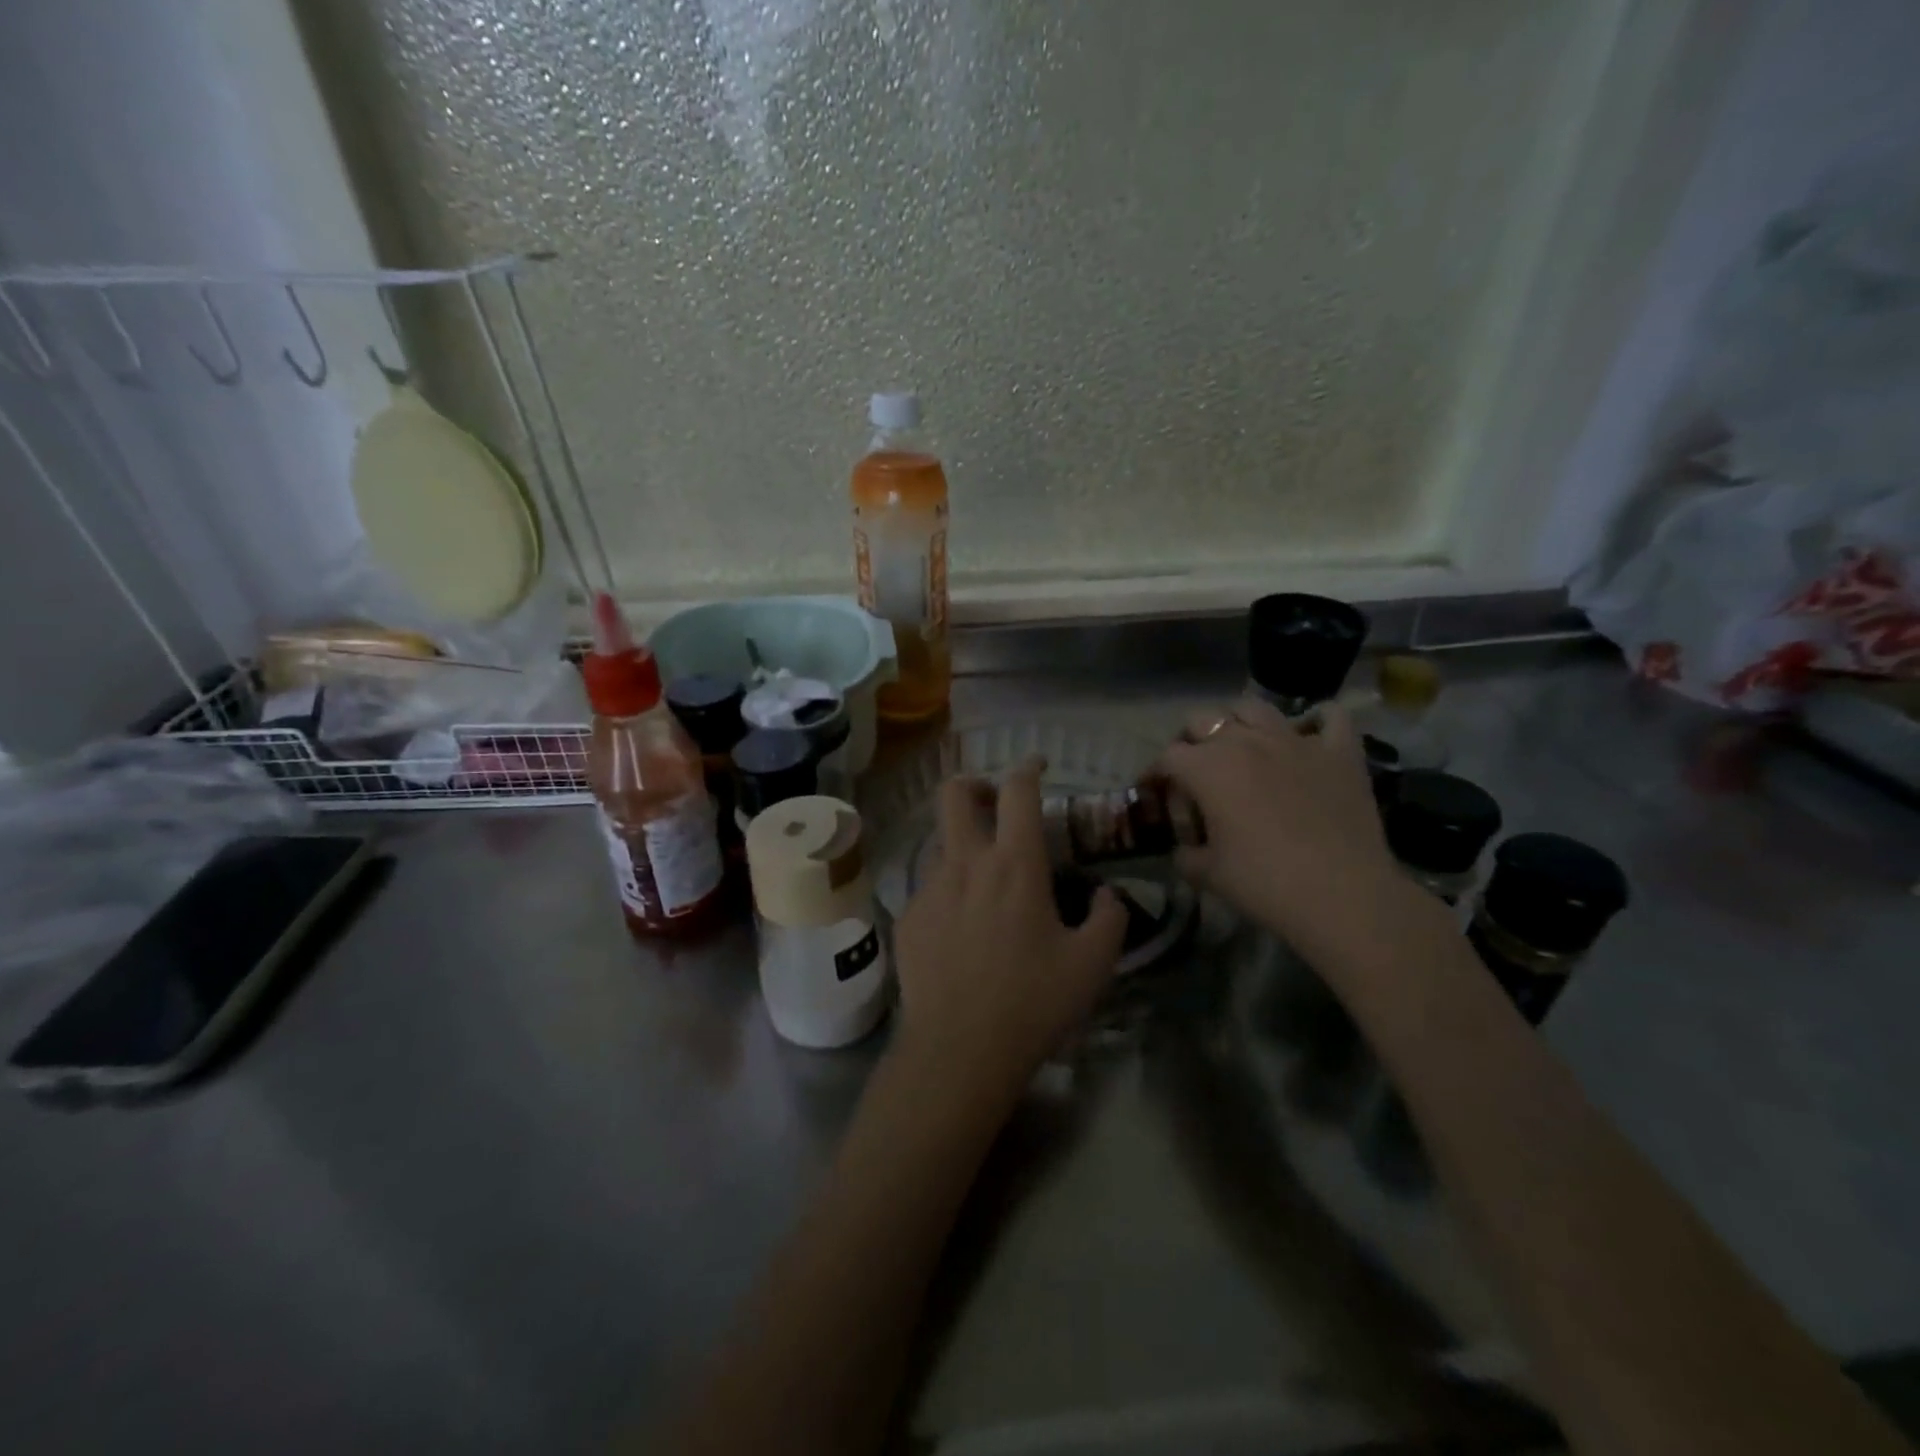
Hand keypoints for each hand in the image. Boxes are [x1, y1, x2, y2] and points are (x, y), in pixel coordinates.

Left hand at [891, 759, 1127, 1102]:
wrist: (958, 1051)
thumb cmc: (1032, 1003)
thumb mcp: (1093, 965)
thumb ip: (1111, 918)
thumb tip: (1108, 895)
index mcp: (1014, 865)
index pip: (1017, 791)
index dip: (1028, 767)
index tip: (1038, 766)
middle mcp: (966, 864)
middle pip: (955, 793)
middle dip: (975, 784)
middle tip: (994, 803)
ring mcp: (929, 889)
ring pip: (941, 843)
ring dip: (964, 847)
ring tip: (986, 886)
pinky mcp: (908, 918)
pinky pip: (930, 888)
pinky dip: (950, 893)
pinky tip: (963, 932)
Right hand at [1160, 698, 1403, 956]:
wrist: (1343, 896)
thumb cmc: (1264, 884)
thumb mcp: (1206, 875)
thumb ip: (1185, 854)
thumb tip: (1186, 849)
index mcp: (1207, 767)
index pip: (1167, 757)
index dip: (1157, 776)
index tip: (1158, 798)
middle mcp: (1246, 741)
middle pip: (1202, 720)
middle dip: (1190, 742)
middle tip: (1195, 773)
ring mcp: (1295, 741)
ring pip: (1254, 708)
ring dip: (1239, 723)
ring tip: (1242, 749)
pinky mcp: (1339, 752)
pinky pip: (1329, 717)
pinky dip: (1316, 722)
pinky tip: (1309, 738)